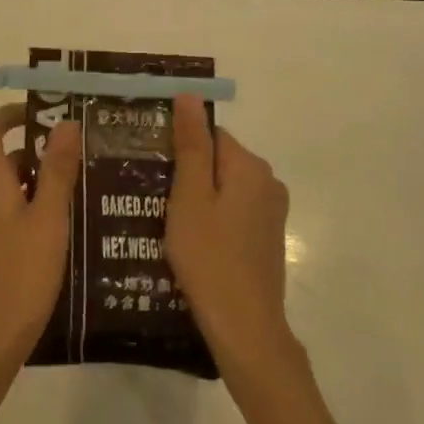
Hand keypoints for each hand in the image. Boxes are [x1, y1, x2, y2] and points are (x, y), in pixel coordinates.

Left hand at [0, 103, 79, 377]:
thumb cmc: (21, 273)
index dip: (9, 114)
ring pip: (19, 188)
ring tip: (91, 186)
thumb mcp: (48, 218)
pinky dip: (45, 209)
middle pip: (8, 159)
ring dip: (49, 181)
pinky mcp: (1, 251)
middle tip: (85, 152)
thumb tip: (65, 122)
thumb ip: (57, 171)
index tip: (45, 111)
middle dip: (43, 150)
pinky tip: (76, 226)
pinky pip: (22, 214)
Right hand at [165, 94, 296, 377]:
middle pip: (218, 160)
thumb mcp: (189, 196)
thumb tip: (190, 95)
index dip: (178, 147)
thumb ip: (191, 144)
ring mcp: (271, 212)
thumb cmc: (209, 256)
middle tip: (152, 196)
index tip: (152, 168)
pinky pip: (233, 212)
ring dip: (197, 198)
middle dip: (186, 173)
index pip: (209, 134)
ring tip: (163, 220)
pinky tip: (189, 241)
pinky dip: (212, 218)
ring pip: (224, 187)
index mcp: (249, 166)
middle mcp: (268, 181)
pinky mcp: (267, 238)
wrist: (245, 328)